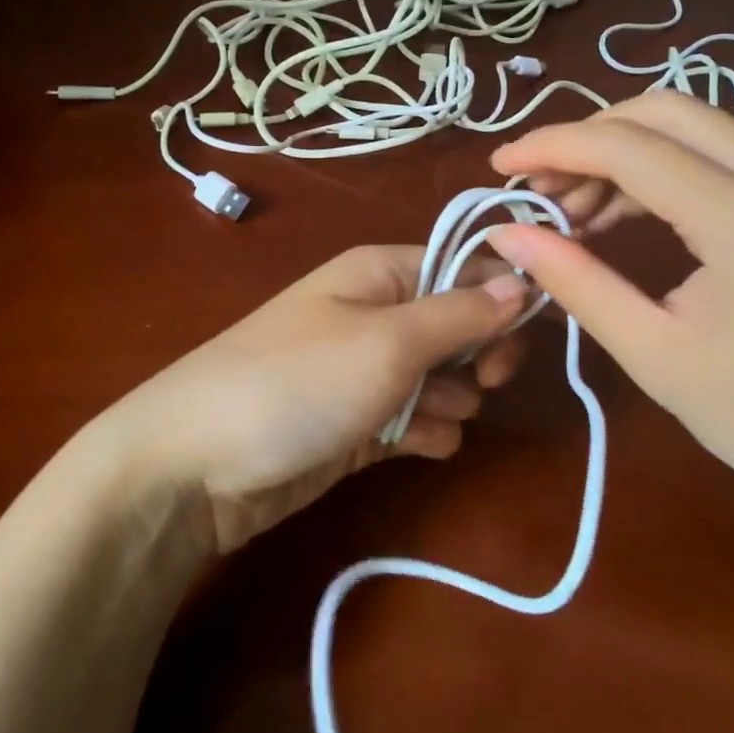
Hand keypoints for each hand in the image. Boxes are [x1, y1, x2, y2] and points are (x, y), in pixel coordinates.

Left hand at [95, 245, 528, 551]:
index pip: (464, 266)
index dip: (504, 293)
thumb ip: (460, 312)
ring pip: (442, 378)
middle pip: (459, 323)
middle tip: (485, 381)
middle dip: (479, 352)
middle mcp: (376, 315)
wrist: (196, 466)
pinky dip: (426, 433)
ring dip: (451, 399)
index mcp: (380, 273)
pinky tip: (417, 446)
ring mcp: (365, 372)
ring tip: (423, 417)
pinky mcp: (358, 424)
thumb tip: (523, 280)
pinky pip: (415, 420)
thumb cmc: (298, 382)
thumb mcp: (389, 341)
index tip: (537, 329)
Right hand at [485, 92, 733, 514]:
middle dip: (586, 139)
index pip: (632, 148)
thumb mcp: (652, 355)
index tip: (500, 167)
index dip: (553, 147)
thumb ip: (575, 281)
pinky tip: (622, 210)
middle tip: (539, 189)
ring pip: (691, 123)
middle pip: (664, 112)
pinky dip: (657, 167)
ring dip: (619, 151)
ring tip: (573, 207)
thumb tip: (506, 233)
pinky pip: (717, 150)